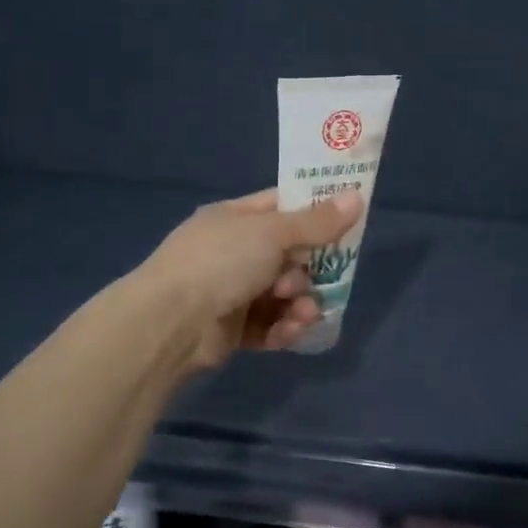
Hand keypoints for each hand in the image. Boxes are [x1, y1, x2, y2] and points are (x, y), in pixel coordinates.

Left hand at [134, 189, 363, 368]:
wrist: (170, 323)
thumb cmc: (221, 262)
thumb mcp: (273, 233)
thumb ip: (317, 221)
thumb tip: (357, 196)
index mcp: (235, 218)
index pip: (282, 206)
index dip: (315, 211)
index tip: (348, 219)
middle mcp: (233, 251)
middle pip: (289, 255)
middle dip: (309, 269)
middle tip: (320, 277)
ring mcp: (231, 290)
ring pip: (283, 294)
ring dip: (300, 303)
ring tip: (304, 312)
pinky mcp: (232, 328)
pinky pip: (270, 325)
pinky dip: (283, 328)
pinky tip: (290, 331)